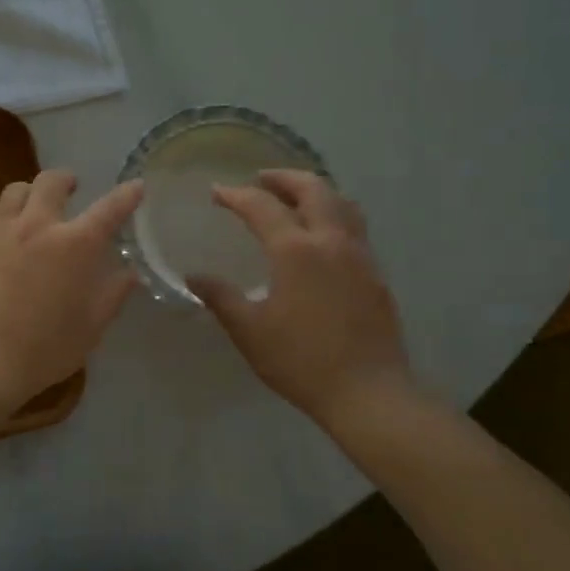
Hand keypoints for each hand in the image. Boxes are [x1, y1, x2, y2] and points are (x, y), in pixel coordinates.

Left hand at [0, 170, 143, 412]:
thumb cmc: (43, 349)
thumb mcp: (90, 328)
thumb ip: (112, 294)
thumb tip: (129, 273)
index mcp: (75, 245)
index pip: (109, 208)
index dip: (126, 195)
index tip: (135, 186)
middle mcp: (38, 225)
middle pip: (52, 182)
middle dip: (67, 180)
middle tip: (73, 189)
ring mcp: (2, 229)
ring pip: (17, 189)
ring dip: (32, 192)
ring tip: (36, 208)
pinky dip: (7, 215)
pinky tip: (8, 235)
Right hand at [188, 170, 419, 433]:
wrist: (368, 392)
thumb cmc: (301, 361)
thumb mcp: (249, 331)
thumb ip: (220, 297)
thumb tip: (194, 276)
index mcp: (295, 250)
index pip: (261, 206)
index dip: (235, 195)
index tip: (216, 192)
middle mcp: (331, 241)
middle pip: (312, 188)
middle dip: (283, 178)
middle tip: (260, 179)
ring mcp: (359, 255)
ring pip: (341, 203)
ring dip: (314, 191)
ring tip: (293, 198)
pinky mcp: (375, 273)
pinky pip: (354, 226)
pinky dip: (332, 214)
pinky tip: (319, 237)